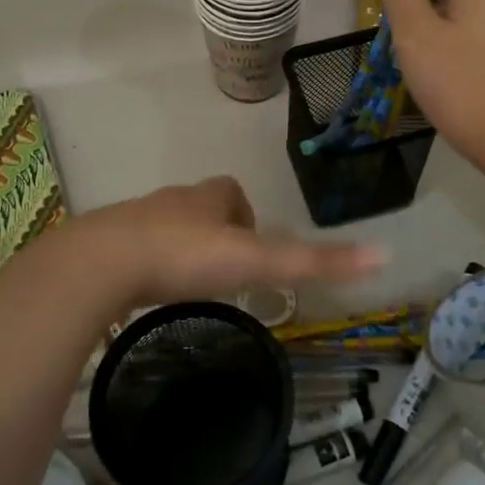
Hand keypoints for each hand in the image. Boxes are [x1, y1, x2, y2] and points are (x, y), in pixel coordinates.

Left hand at [79, 176, 383, 308]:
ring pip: (164, 228)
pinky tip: (146, 293)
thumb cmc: (185, 256)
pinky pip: (132, 249)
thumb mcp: (256, 260)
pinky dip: (145, 265)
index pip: (231, 191)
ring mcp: (134, 221)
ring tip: (186, 287)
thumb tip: (382, 255)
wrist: (103, 264)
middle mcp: (171, 201)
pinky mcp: (106, 245)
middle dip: (212, 232)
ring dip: (178, 249)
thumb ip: (313, 261)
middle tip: (221, 273)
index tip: (249, 248)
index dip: (244, 213)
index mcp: (207, 198)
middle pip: (197, 208)